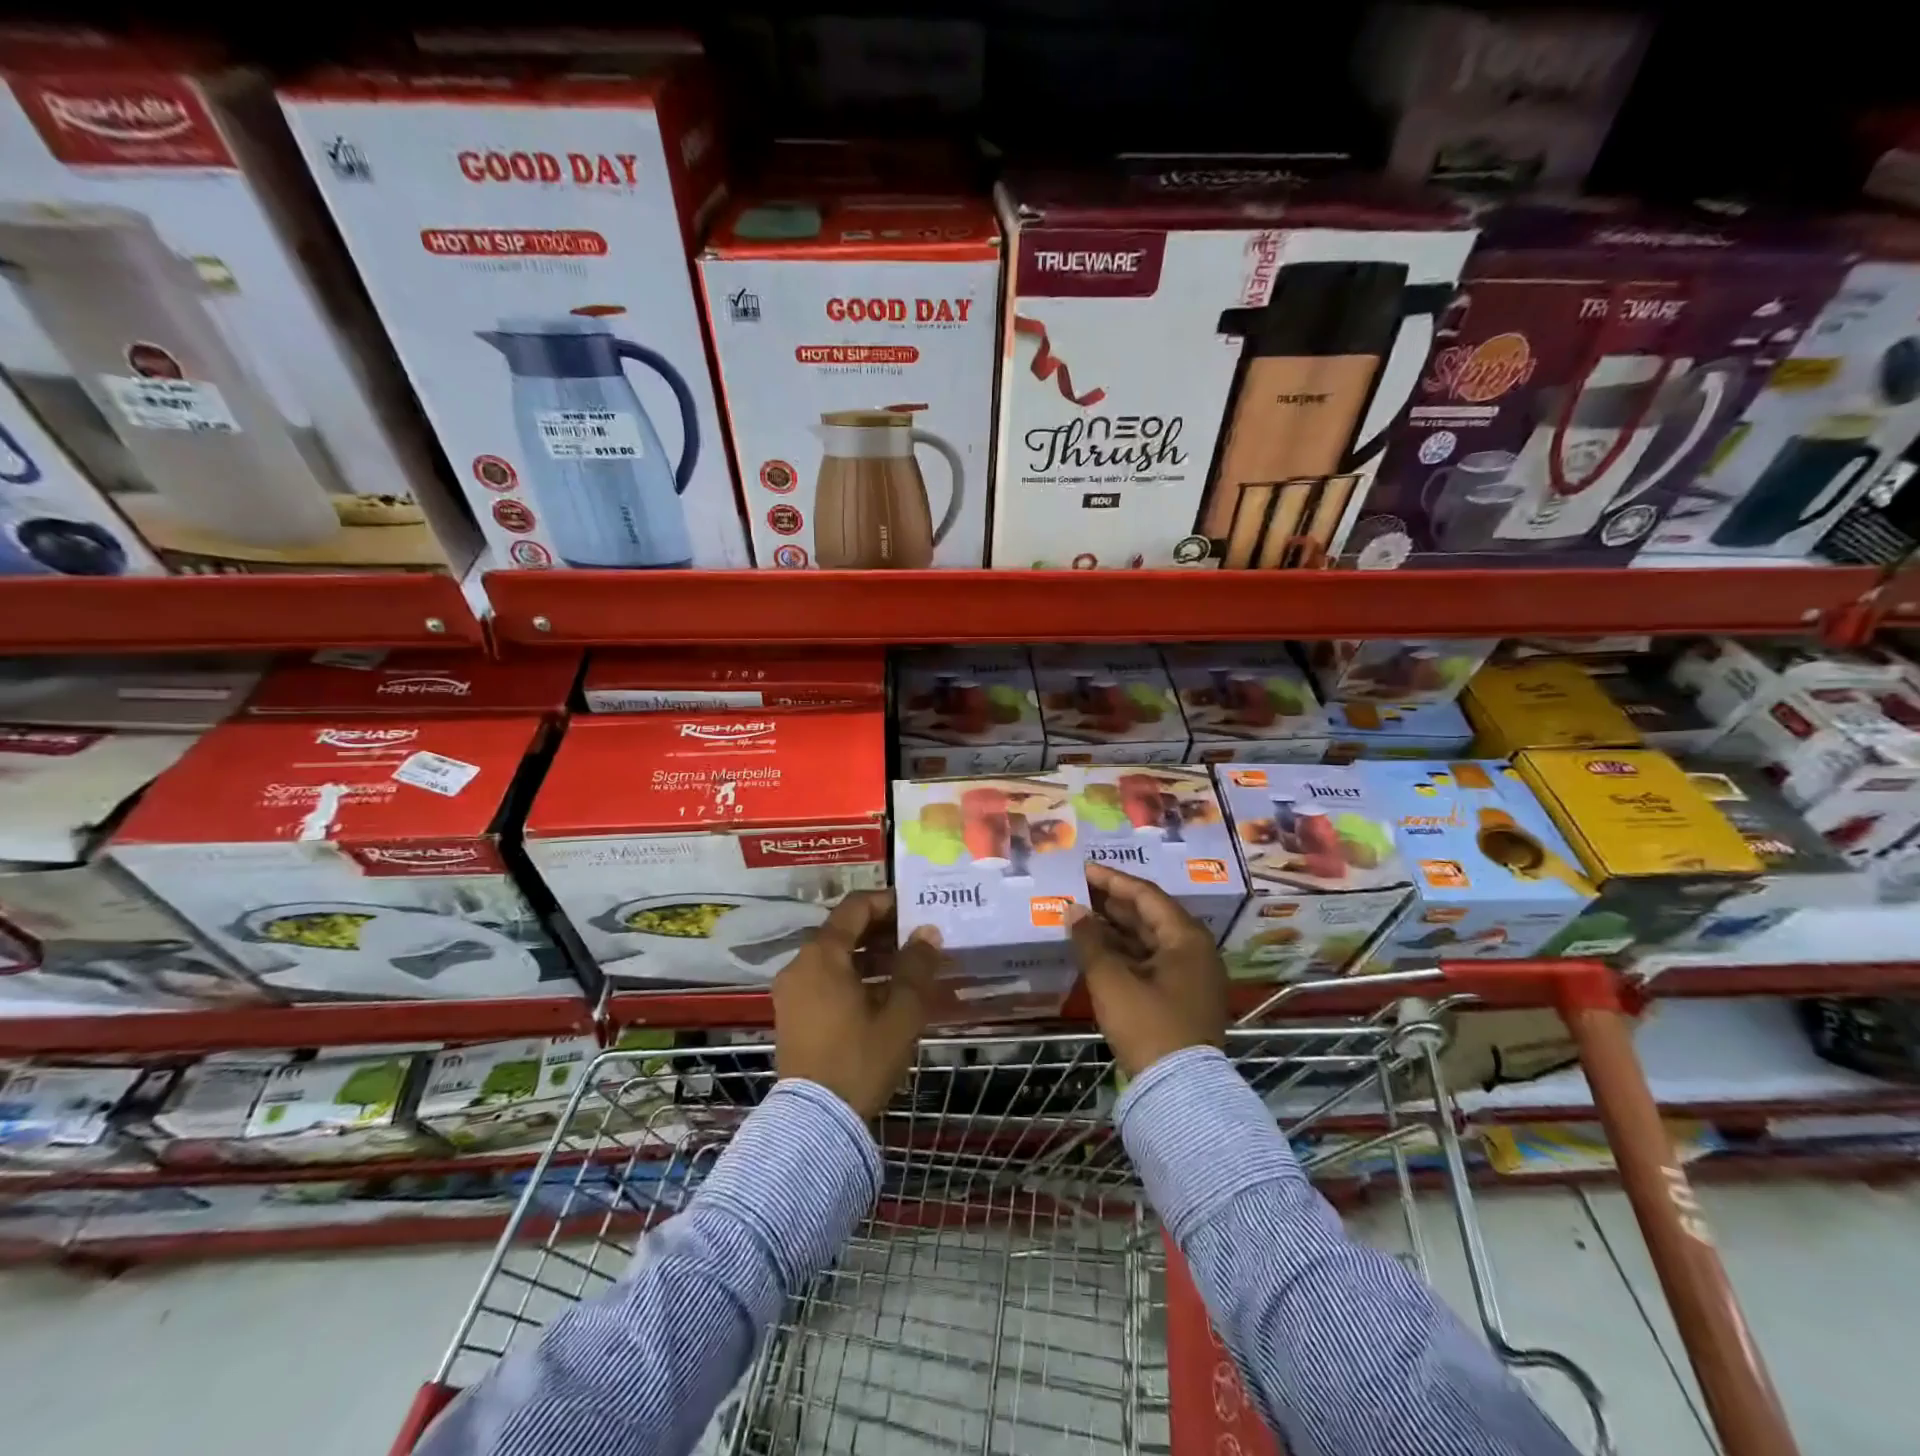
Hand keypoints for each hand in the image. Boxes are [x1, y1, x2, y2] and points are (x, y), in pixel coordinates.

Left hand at [772, 890, 944, 1117]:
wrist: (815, 1123)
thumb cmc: (860, 1059)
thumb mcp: (900, 1013)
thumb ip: (916, 967)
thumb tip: (927, 932)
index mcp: (822, 955)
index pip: (855, 908)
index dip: (887, 902)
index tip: (916, 908)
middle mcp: (800, 964)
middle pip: (843, 931)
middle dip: (882, 931)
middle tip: (918, 938)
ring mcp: (792, 991)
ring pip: (835, 957)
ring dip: (869, 956)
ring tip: (908, 967)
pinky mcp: (792, 1014)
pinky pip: (825, 980)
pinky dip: (853, 977)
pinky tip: (884, 994)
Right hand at [1069, 863, 1227, 1077]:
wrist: (1180, 1092)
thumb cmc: (1147, 1025)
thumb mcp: (1111, 980)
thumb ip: (1090, 940)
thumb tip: (1073, 911)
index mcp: (1186, 938)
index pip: (1146, 895)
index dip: (1112, 880)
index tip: (1084, 869)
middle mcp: (1194, 950)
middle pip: (1149, 915)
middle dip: (1112, 903)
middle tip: (1078, 890)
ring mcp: (1190, 976)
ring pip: (1148, 940)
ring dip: (1115, 928)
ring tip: (1080, 915)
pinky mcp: (1180, 998)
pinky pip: (1149, 962)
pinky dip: (1123, 952)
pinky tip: (1095, 948)